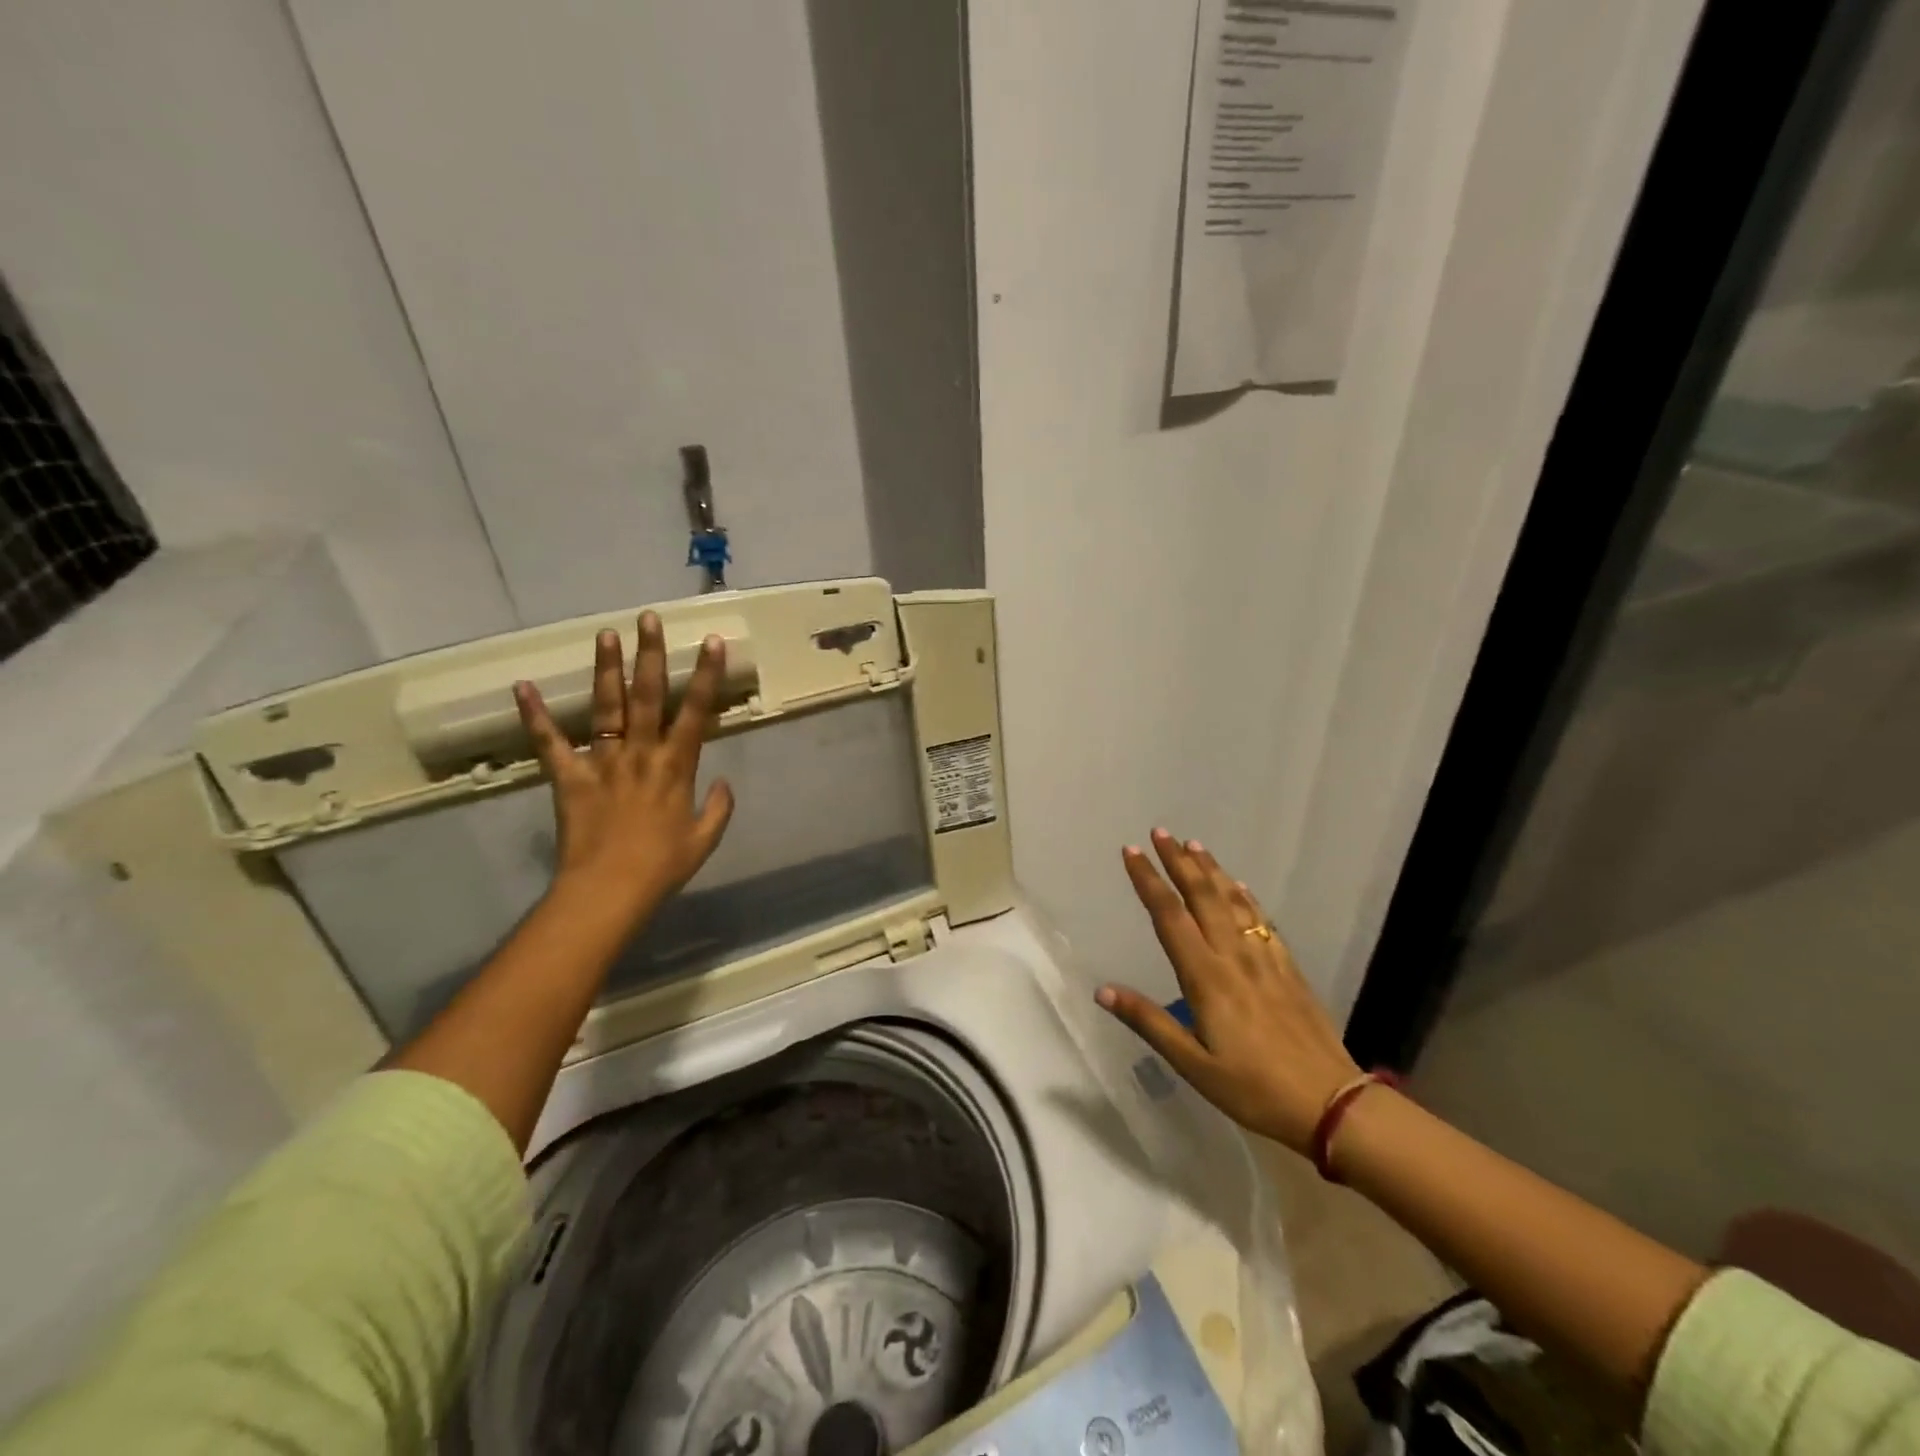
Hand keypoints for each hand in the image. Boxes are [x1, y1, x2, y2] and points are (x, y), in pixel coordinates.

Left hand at [513, 611, 733, 921]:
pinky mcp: (569, 777)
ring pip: (606, 708)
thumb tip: (724, 782)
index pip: (697, 712)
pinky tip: (522, 686)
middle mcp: (641, 754)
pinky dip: (535, 716)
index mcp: (677, 767)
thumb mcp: (704, 840)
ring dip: (606, 669)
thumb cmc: (662, 867)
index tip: (712, 642)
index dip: (706, 675)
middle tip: (648, 618)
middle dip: (651, 655)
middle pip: (648, 696)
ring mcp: (603, 762)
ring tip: (606, 633)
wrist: (609, 891)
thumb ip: (719, 808)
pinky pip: (550, 743)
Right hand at [1097, 829, 1359, 1152]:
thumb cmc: (1253, 1089)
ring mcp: (1265, 959)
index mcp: (1206, 978)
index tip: (1132, 852)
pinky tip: (1240, 886)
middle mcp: (1233, 957)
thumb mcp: (1193, 1065)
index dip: (1149, 881)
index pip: (1170, 917)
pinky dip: (1246, 898)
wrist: (1331, 1104)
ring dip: (1211, 870)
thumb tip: (1102, 991)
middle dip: (1178, 862)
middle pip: (1202, 897)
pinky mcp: (1288, 969)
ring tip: (1194, 845)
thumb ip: (1149, 1022)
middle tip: (1161, 832)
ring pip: (1233, 902)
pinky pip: (1262, 922)